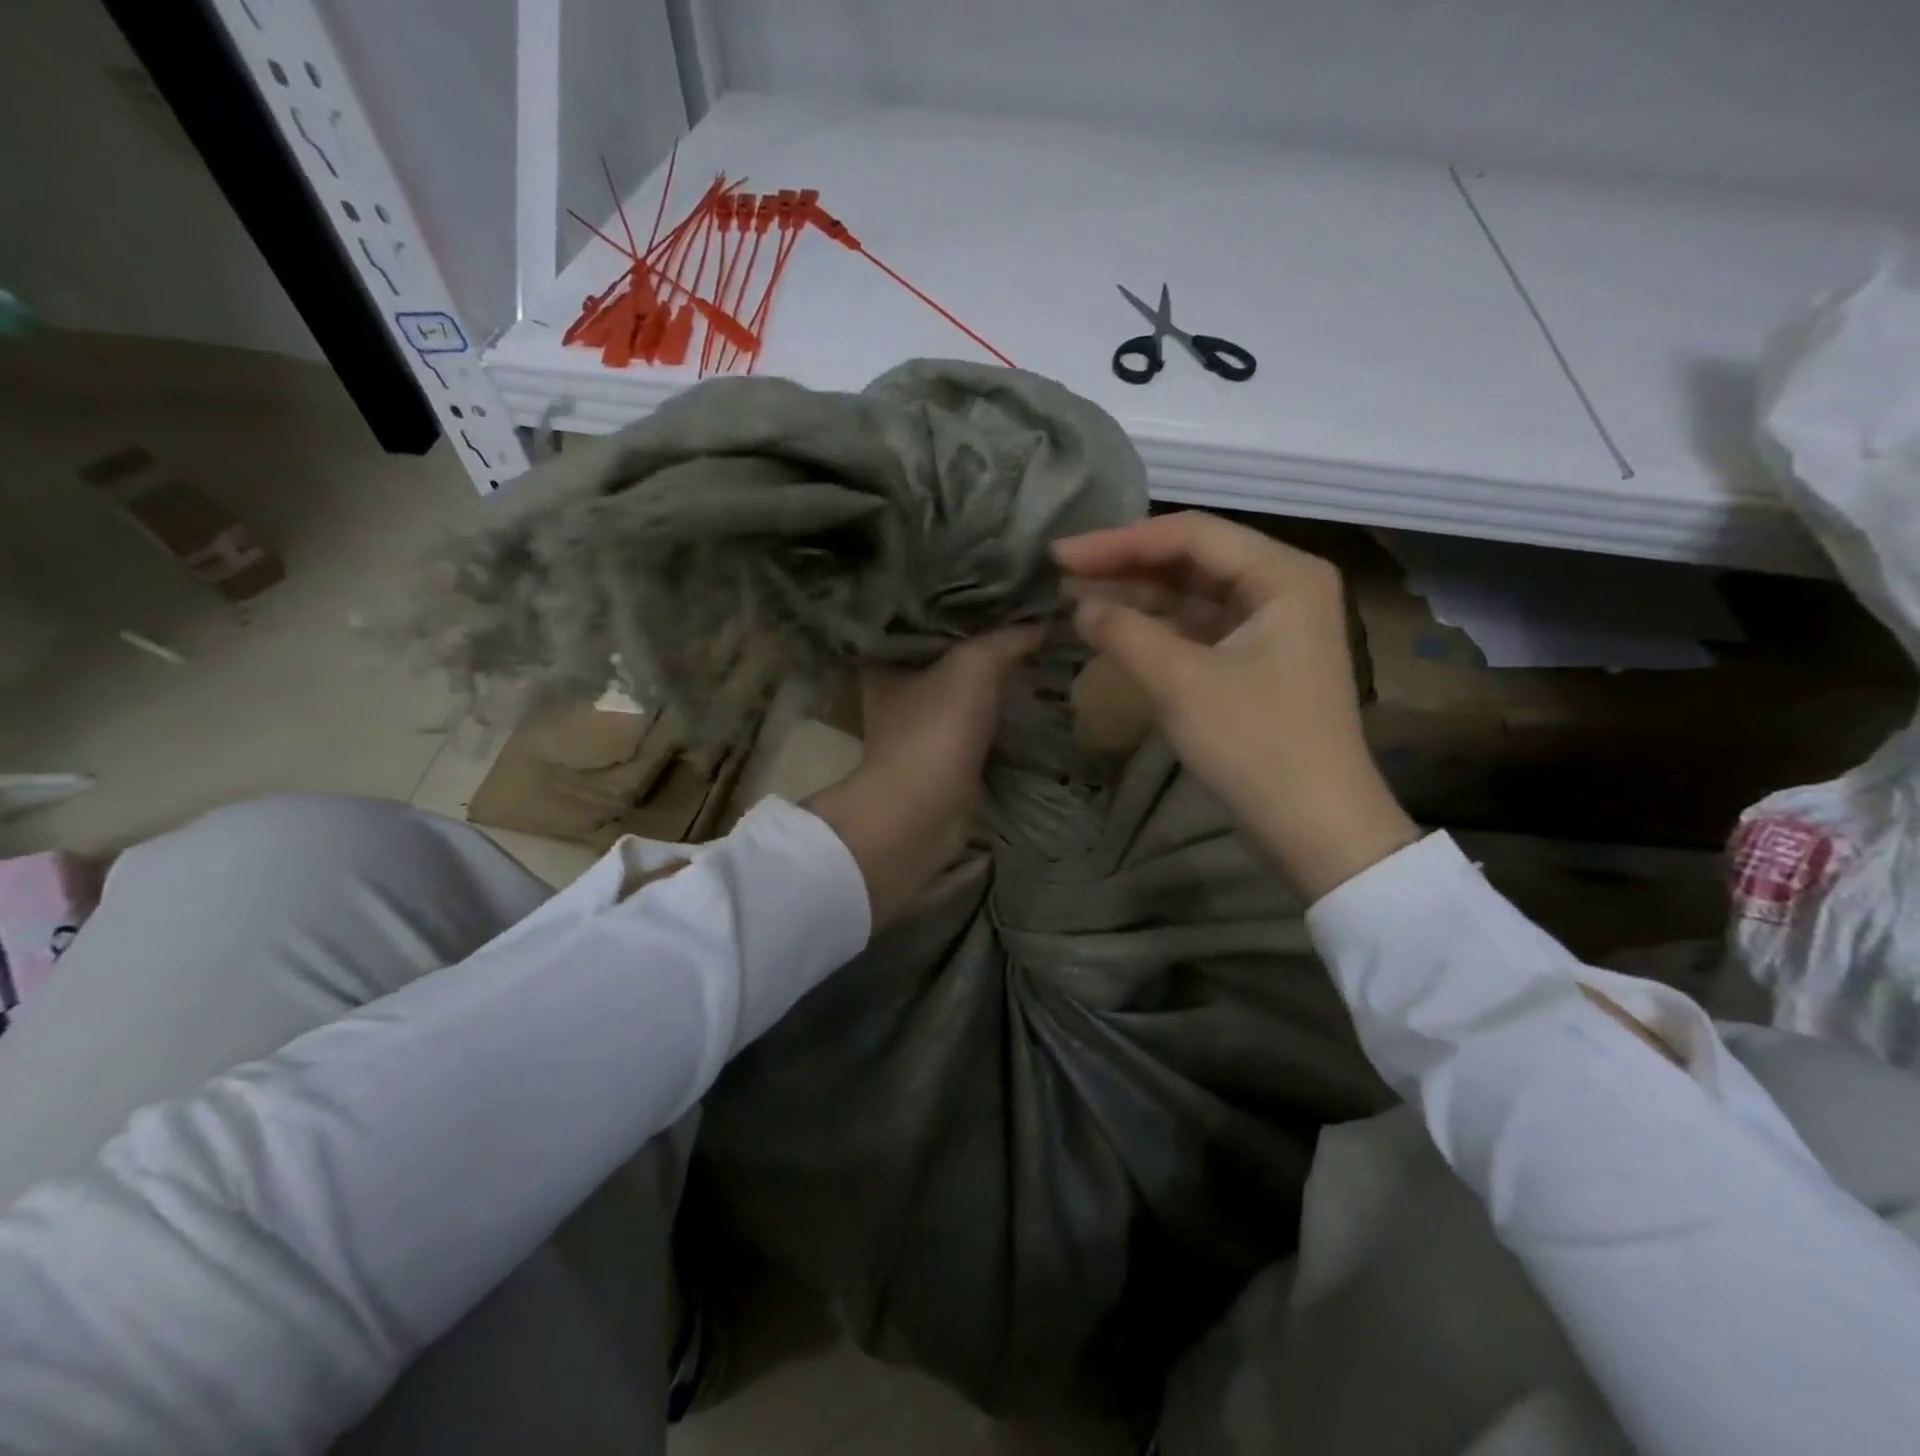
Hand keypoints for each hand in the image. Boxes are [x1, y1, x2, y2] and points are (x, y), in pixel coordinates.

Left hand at [804, 626, 1041, 929]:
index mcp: (887, 662)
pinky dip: (995, 716)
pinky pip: (974, 726)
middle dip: (981, 644)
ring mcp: (918, 729)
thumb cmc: (936, 728)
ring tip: (1033, 655)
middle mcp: (896, 692)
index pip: (921, 620)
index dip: (958, 607)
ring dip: (992, 682)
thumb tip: (1040, 623)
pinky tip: (1026, 699)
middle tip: (1023, 624)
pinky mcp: (940, 759)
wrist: (922, 813)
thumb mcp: (974, 666)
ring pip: (961, 693)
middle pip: (944, 657)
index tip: (996, 592)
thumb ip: (1006, 639)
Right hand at [1054, 512, 1417, 900]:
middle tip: (1061, 574)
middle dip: (1126, 565)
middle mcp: (1283, 585)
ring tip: (1075, 598)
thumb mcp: (1181, 682)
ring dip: (1137, 595)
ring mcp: (1273, 624)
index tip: (1060, 554)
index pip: (1190, 534)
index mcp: (1282, 574)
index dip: (1118, 541)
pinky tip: (1114, 630)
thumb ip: (1124, 632)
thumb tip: (1079, 605)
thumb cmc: (1255, 745)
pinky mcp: (1258, 659)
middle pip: (1192, 559)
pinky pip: (1199, 627)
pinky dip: (1157, 628)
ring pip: (1193, 593)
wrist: (1315, 827)